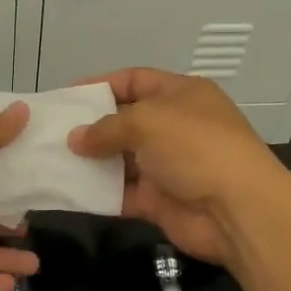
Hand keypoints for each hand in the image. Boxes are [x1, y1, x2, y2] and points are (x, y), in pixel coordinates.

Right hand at [68, 68, 284, 266]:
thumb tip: (75, 139)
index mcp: (181, 94)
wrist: (238, 210)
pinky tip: (68, 190)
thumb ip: (106, 128)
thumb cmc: (195, 147)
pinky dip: (98, 193)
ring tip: (52, 160)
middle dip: (91, 126)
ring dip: (91, 161)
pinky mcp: (160, 200)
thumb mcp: (147, 122)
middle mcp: (175, 126)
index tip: (67, 96)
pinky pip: (122, 193)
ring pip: (120, 159)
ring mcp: (168, 165)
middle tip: (52, 132)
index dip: (101, 84)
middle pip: (125, 120)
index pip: (135, 80)